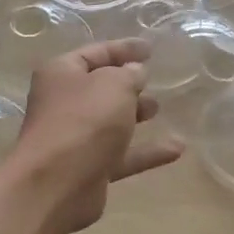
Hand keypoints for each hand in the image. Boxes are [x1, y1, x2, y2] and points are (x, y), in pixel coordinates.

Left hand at [13, 40, 183, 233]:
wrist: (56, 184)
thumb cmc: (84, 121)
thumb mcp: (114, 85)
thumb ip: (130, 74)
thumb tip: (135, 73)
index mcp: (62, 74)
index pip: (95, 53)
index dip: (123, 49)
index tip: (150, 48)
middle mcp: (64, 104)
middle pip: (100, 88)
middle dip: (128, 84)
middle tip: (153, 82)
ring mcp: (75, 139)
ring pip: (111, 122)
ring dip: (135, 115)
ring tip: (160, 110)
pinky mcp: (89, 169)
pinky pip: (122, 155)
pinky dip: (147, 152)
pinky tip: (178, 149)